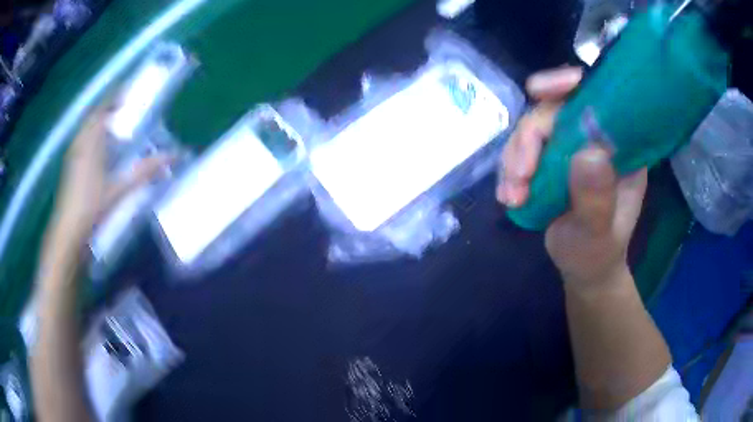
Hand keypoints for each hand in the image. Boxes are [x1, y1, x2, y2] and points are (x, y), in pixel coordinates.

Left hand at [46, 98, 169, 261]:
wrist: (68, 233)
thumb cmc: (92, 207)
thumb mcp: (120, 189)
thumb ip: (145, 171)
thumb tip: (175, 156)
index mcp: (91, 140)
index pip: (103, 107)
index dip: (116, 96)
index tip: (130, 91)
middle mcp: (80, 141)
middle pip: (94, 116)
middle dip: (109, 108)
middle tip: (125, 109)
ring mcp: (73, 154)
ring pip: (87, 129)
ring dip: (100, 123)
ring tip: (115, 127)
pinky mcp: (70, 167)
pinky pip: (83, 142)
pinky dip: (93, 138)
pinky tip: (101, 150)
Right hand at [497, 67, 647, 289]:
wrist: (583, 270)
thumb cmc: (598, 253)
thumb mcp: (599, 233)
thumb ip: (597, 198)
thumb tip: (587, 153)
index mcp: (619, 145)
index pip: (593, 97)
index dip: (565, 84)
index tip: (538, 90)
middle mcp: (593, 138)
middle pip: (552, 111)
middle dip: (528, 139)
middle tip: (519, 176)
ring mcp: (569, 148)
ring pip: (531, 131)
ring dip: (514, 160)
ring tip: (512, 197)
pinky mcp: (549, 162)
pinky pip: (521, 152)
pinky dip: (509, 172)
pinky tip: (508, 197)